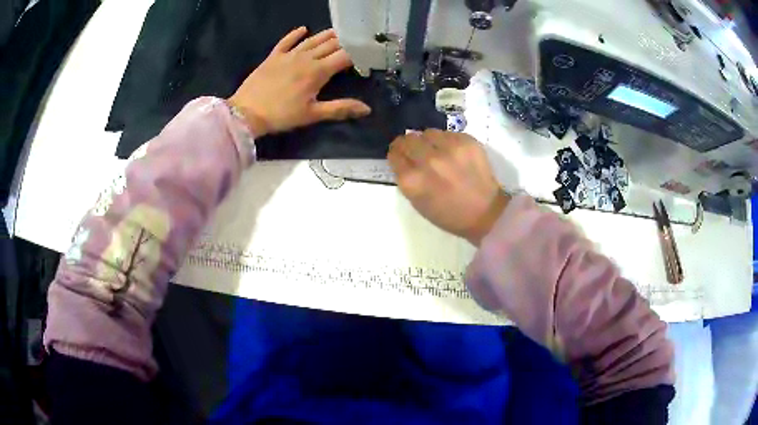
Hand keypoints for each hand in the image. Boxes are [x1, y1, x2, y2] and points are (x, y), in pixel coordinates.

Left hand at [228, 27, 370, 136]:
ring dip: (326, 35)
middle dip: (345, 41)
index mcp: (318, 71)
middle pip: (330, 44)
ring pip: (312, 40)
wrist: (246, 113)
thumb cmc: (282, 115)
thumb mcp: (313, 115)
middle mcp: (306, 58)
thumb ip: (340, 109)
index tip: (367, 53)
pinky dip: (295, 34)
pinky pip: (287, 41)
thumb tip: (367, 109)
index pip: (345, 56)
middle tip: (355, 39)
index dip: (358, 53)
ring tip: (338, 31)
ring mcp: (288, 55)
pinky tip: (303, 29)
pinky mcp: (273, 56)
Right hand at [387, 130, 509, 245]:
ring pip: (428, 132)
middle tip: (418, 152)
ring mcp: (448, 148)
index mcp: (412, 180)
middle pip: (408, 139)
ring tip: (438, 152)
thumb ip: (406, 179)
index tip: (402, 156)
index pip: (394, 153)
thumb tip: (403, 159)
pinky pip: (448, 134)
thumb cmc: (449, 214)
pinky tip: (455, 154)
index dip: (398, 154)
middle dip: (410, 145)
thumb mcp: (418, 202)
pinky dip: (448, 142)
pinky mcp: (466, 141)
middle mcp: (427, 160)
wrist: (486, 213)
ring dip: (429, 141)